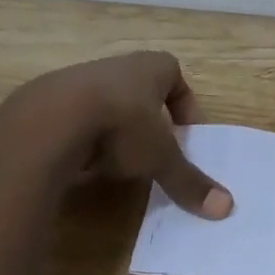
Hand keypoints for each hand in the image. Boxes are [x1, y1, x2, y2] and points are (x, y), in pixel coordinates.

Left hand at [0, 51, 232, 218]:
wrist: (48, 120)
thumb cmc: (120, 126)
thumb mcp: (160, 157)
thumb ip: (189, 180)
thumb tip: (226, 208)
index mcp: (150, 68)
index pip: (176, 76)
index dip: (184, 106)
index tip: (184, 136)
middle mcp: (116, 66)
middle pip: (140, 89)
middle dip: (148, 120)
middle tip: (152, 152)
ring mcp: (78, 79)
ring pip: (106, 102)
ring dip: (114, 130)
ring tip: (114, 163)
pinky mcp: (47, 99)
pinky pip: (74, 117)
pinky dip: (82, 138)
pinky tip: (81, 164)